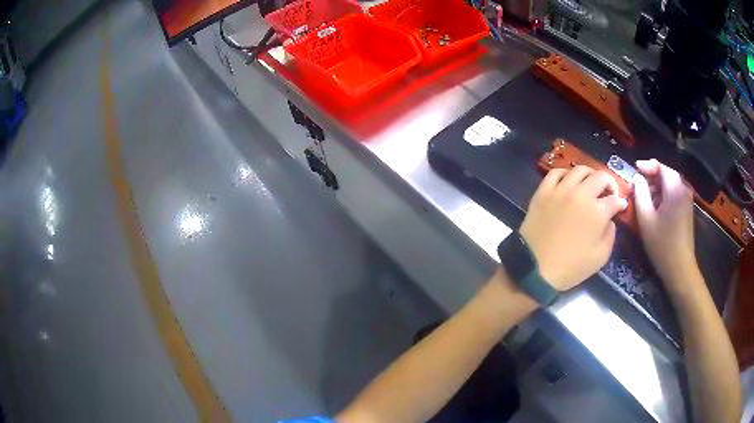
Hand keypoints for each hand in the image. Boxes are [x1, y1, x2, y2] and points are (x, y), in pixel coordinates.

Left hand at [519, 166, 627, 290]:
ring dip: (590, 174)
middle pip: (600, 177)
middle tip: (608, 192)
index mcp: (597, 212)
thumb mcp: (600, 257)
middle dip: (609, 183)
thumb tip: (610, 219)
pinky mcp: (543, 191)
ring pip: (579, 170)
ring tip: (591, 184)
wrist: (535, 269)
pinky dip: (566, 173)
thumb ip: (610, 235)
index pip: (614, 199)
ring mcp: (561, 190)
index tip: (621, 206)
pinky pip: (556, 172)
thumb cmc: (570, 267)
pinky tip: (569, 181)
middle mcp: (581, 195)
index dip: (621, 202)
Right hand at [633, 159, 698, 287]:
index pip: (660, 166)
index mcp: (675, 188)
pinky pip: (673, 195)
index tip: (633, 170)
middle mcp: (683, 189)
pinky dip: (663, 196)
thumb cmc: (662, 244)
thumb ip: (640, 193)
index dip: (646, 166)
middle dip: (650, 178)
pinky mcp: (687, 210)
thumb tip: (637, 178)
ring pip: (669, 185)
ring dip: (655, 188)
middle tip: (636, 187)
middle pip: (665, 174)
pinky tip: (654, 208)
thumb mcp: (645, 218)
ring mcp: (686, 200)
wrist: (680, 268)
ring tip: (643, 199)